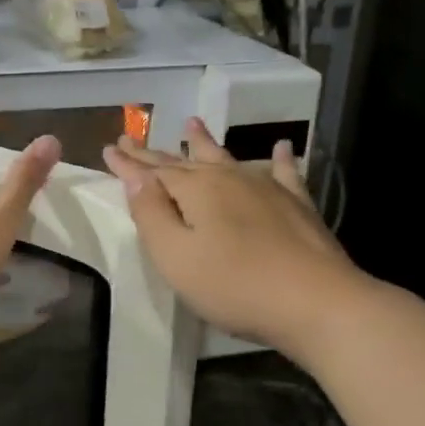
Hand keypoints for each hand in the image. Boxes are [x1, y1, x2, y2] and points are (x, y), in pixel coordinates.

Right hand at [102, 119, 360, 351]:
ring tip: (192, 123)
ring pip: (227, 158)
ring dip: (206, 142)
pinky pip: (284, 173)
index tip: (109, 148)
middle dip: (155, 152)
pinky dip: (280, 159)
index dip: (128, 163)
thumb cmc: (233, 285)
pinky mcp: (297, 206)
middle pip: (184, 161)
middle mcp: (229, 179)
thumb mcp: (175, 255)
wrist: (315, 302)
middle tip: (133, 138)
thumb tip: (134, 177)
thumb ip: (151, 214)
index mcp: (195, 190)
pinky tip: (282, 147)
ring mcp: (266, 188)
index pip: (152, 171)